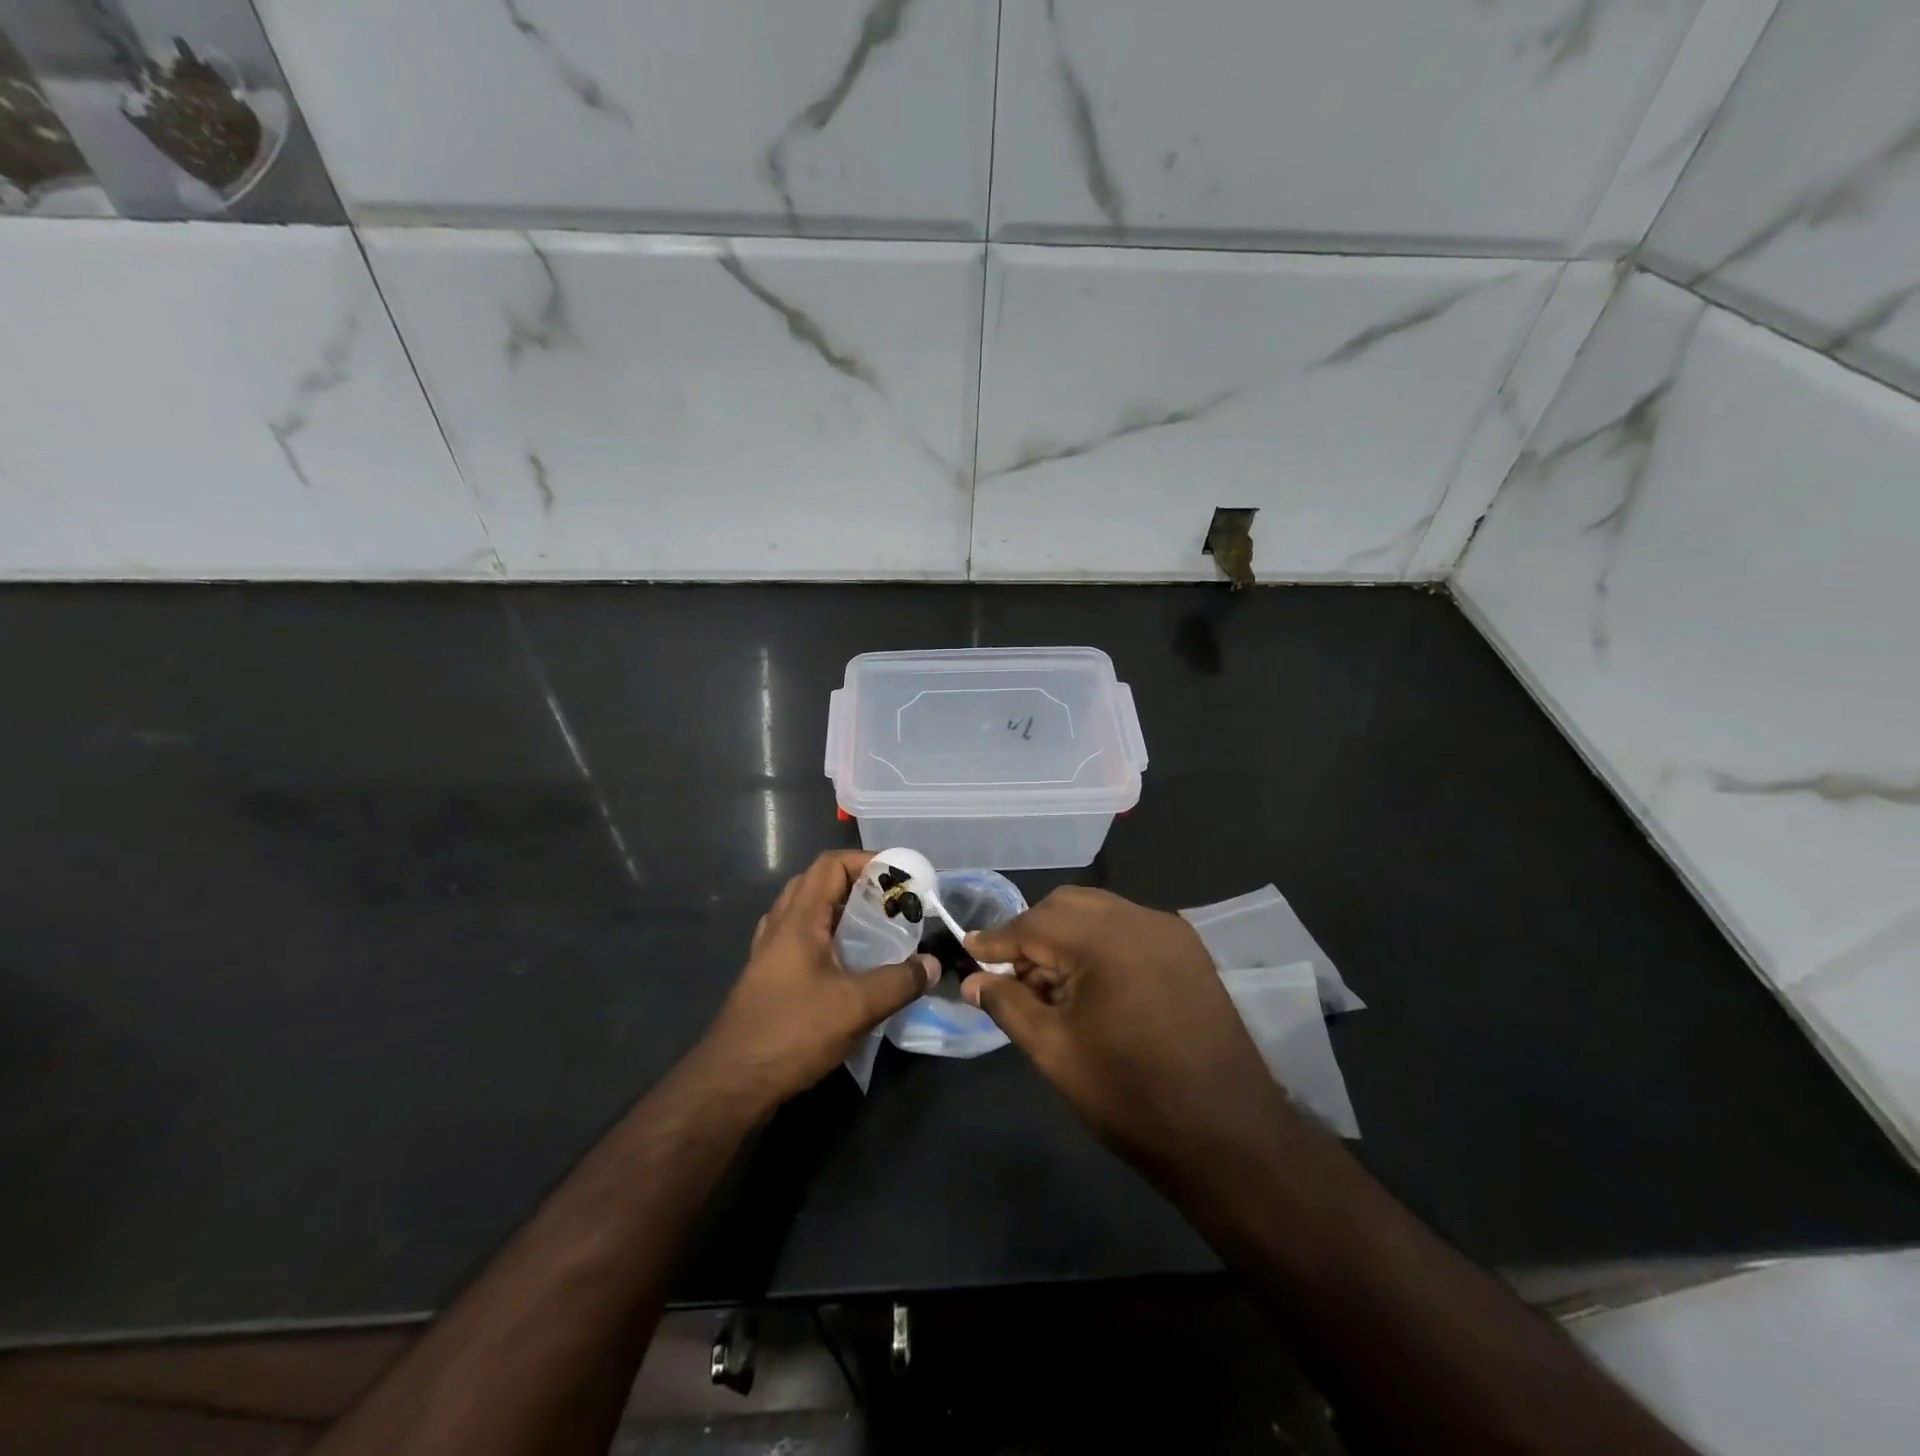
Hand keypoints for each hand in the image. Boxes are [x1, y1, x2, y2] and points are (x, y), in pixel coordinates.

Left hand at [700, 850, 936, 1108]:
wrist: (731, 1083)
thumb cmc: (792, 1032)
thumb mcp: (856, 1006)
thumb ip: (900, 982)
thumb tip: (933, 964)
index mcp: (798, 919)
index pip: (830, 865)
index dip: (867, 861)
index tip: (901, 876)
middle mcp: (779, 926)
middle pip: (817, 883)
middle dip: (857, 884)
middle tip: (891, 903)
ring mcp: (769, 953)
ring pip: (806, 913)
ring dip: (840, 912)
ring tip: (874, 930)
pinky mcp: (768, 979)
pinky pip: (800, 941)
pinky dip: (827, 939)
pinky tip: (847, 965)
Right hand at [962, 886, 1291, 1177]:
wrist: (1229, 1136)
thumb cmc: (1130, 1096)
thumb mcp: (1054, 1051)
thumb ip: (1007, 1004)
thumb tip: (972, 981)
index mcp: (1106, 939)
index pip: (1035, 923)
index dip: (997, 939)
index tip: (967, 950)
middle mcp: (1141, 919)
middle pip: (1067, 906)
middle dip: (1032, 933)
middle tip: (1008, 974)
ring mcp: (1170, 931)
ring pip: (1099, 913)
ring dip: (1065, 937)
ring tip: (1046, 985)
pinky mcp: (1188, 950)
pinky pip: (1128, 929)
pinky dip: (1098, 945)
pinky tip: (1089, 985)